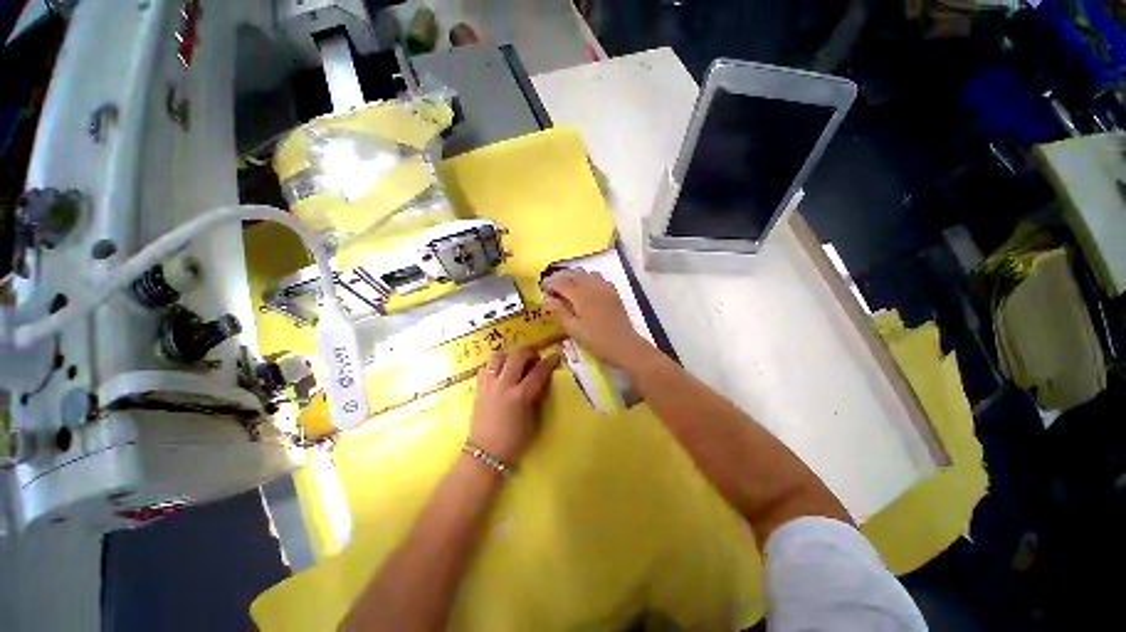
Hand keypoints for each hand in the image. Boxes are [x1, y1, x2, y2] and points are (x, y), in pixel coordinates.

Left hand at [469, 346, 559, 463]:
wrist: (486, 453)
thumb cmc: (514, 440)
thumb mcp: (533, 419)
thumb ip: (537, 396)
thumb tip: (541, 380)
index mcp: (521, 395)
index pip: (539, 371)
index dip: (549, 362)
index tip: (555, 357)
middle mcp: (504, 385)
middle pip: (517, 356)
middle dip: (529, 351)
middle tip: (535, 356)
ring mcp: (489, 385)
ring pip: (498, 357)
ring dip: (510, 356)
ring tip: (515, 363)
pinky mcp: (478, 388)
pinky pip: (485, 367)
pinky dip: (493, 366)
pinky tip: (499, 373)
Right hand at [543, 269, 650, 368]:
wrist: (624, 345)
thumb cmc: (596, 340)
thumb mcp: (574, 329)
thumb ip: (560, 311)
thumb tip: (548, 299)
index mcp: (581, 296)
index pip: (561, 283)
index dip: (550, 283)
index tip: (542, 288)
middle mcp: (592, 286)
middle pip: (573, 274)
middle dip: (561, 277)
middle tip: (552, 287)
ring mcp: (604, 287)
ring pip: (586, 273)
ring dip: (574, 276)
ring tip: (567, 287)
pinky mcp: (613, 292)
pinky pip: (598, 278)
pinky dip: (588, 279)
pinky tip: (586, 289)